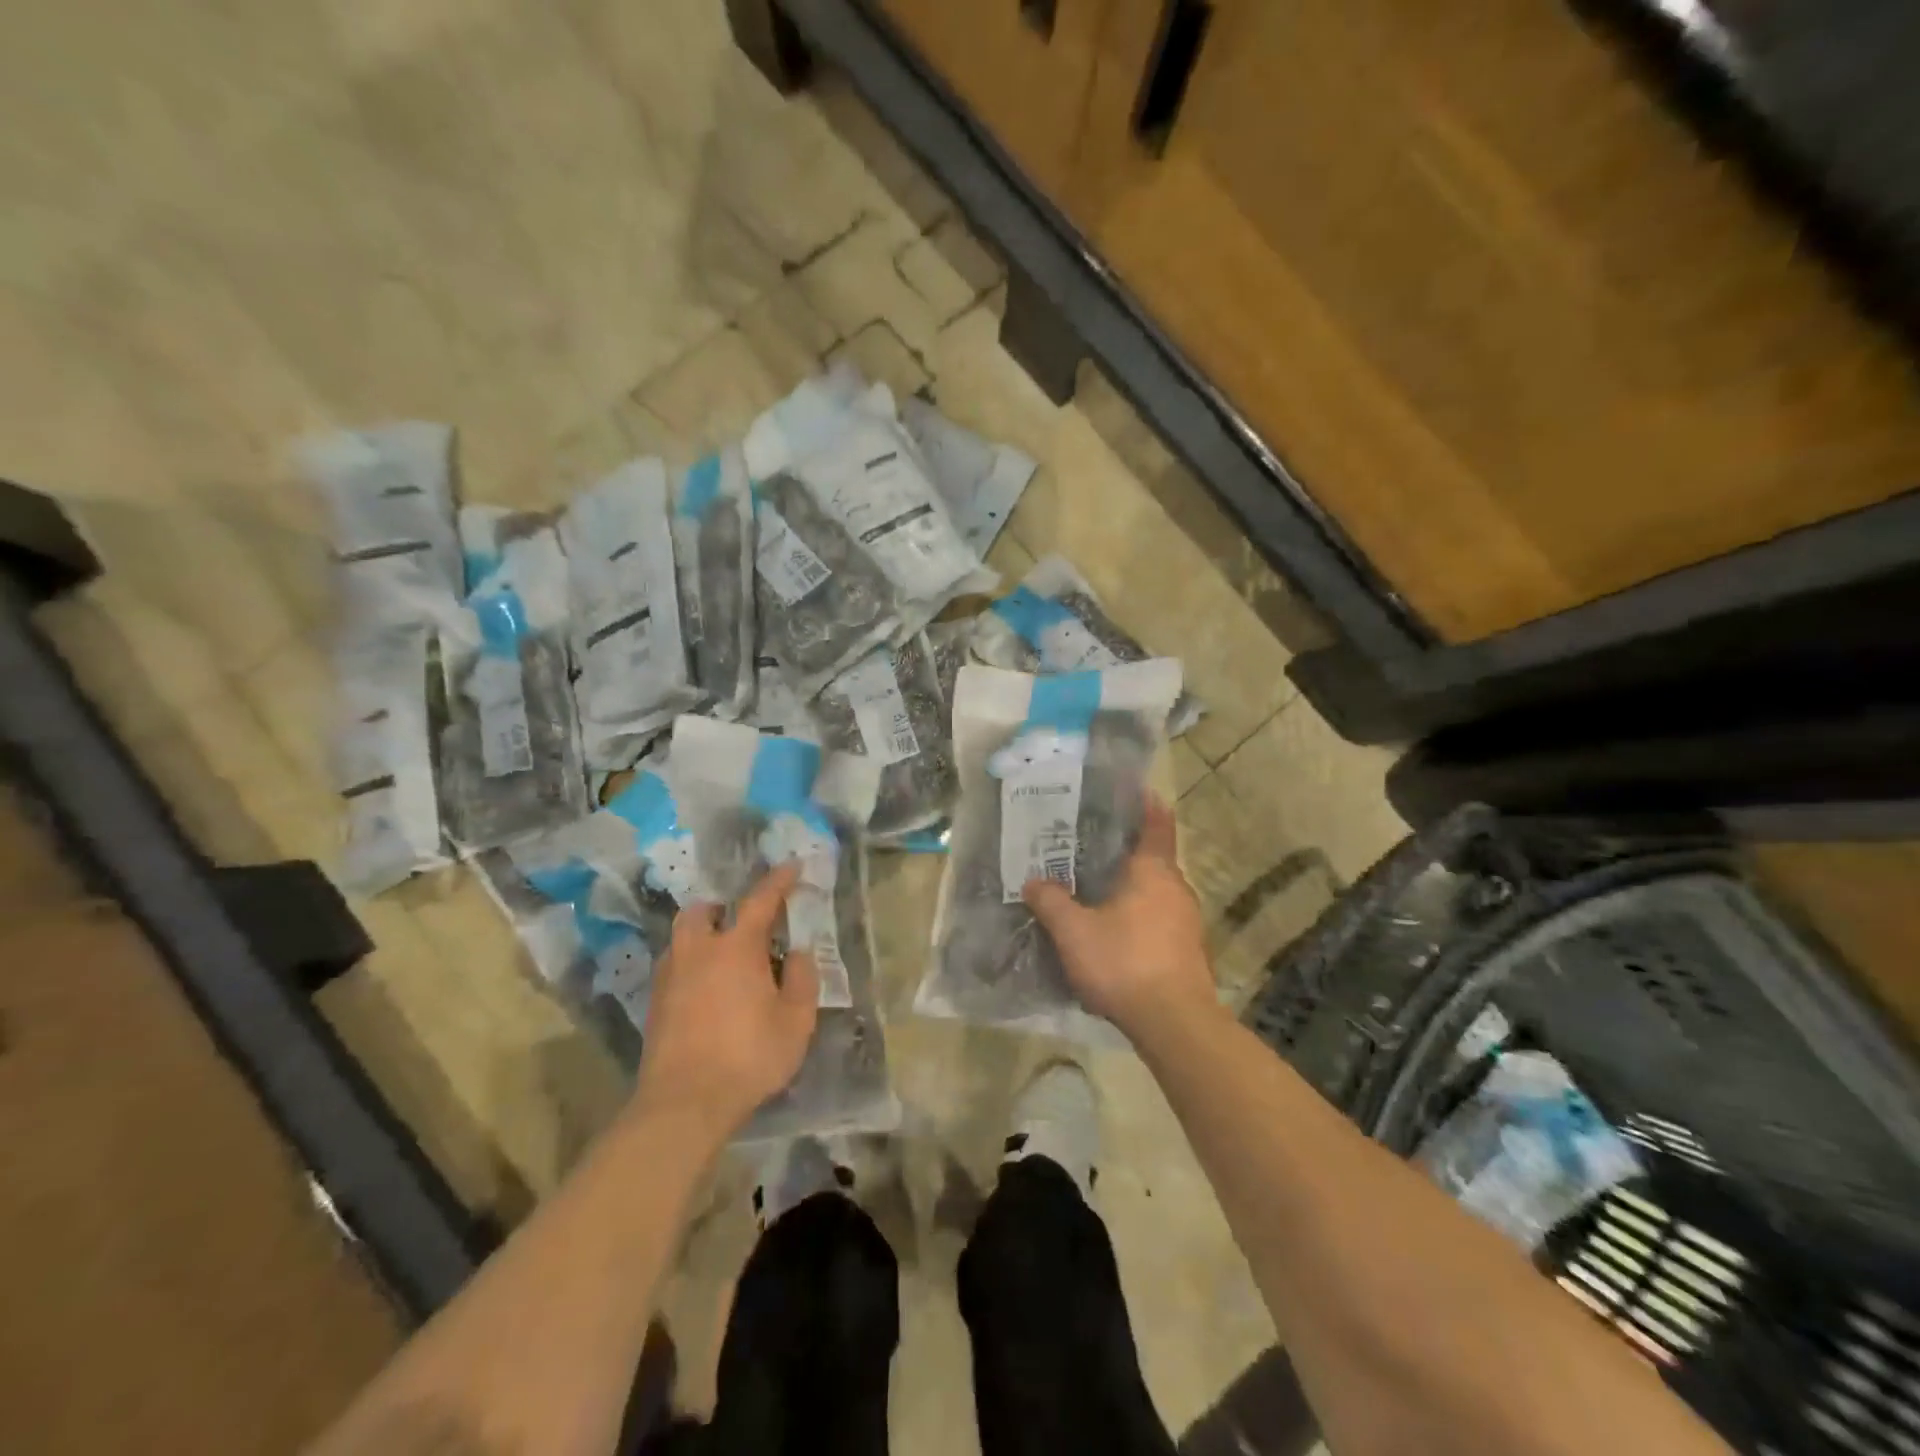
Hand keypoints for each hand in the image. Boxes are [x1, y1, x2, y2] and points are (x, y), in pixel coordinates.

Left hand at [633, 863, 819, 1141]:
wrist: (683, 1104)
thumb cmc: (748, 1057)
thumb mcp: (795, 1022)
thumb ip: (803, 980)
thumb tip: (799, 953)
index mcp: (737, 948)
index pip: (760, 900)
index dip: (779, 881)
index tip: (792, 866)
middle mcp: (698, 952)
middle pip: (703, 911)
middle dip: (722, 907)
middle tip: (742, 922)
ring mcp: (670, 977)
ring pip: (682, 939)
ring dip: (702, 936)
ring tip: (723, 958)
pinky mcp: (654, 1005)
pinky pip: (674, 968)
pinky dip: (691, 966)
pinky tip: (705, 990)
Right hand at [1023, 795, 1217, 1037]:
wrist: (1175, 1023)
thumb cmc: (1124, 962)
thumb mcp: (1073, 932)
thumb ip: (1051, 902)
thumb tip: (1033, 881)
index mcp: (1153, 871)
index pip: (1157, 823)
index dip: (1146, 804)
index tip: (1133, 790)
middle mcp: (1176, 888)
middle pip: (1154, 858)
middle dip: (1126, 851)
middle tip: (1090, 845)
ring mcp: (1187, 921)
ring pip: (1156, 891)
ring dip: (1132, 887)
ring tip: (1097, 888)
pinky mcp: (1187, 950)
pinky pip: (1159, 918)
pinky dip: (1139, 914)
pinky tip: (1115, 930)